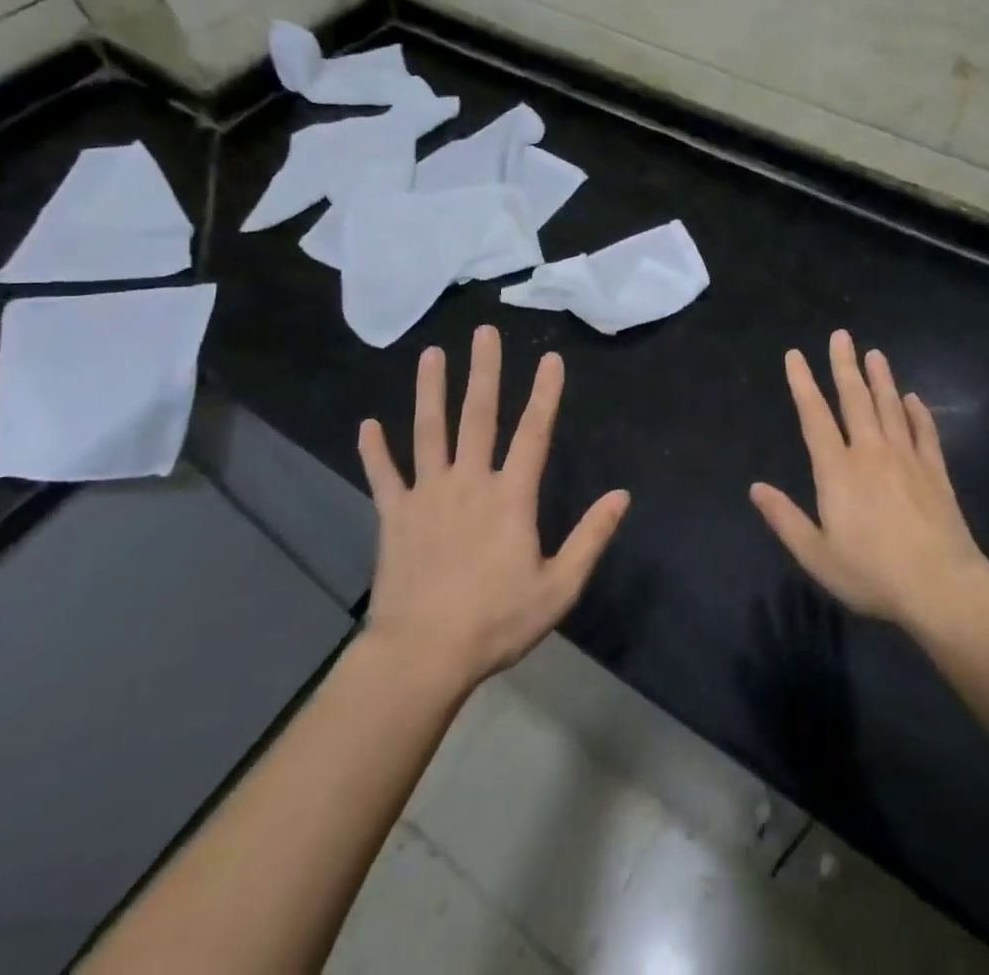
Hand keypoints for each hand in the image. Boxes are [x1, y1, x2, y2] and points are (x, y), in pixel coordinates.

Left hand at [358, 325, 629, 691]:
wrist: (422, 656)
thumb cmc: (496, 622)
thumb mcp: (558, 587)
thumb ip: (590, 538)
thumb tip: (622, 496)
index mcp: (510, 497)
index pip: (533, 433)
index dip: (545, 394)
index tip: (551, 358)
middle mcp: (468, 483)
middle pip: (477, 416)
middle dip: (484, 371)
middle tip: (484, 332)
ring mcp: (427, 496)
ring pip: (428, 432)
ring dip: (430, 390)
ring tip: (430, 354)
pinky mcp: (394, 516)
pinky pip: (383, 476)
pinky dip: (374, 451)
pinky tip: (367, 425)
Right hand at [751, 329, 987, 632]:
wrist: (942, 587)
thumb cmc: (872, 573)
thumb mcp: (816, 554)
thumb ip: (785, 518)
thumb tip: (755, 487)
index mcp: (838, 470)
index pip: (814, 416)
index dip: (803, 383)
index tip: (795, 355)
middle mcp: (871, 453)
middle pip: (855, 399)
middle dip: (844, 365)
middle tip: (841, 335)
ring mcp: (907, 459)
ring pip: (890, 407)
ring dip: (881, 379)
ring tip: (875, 353)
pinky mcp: (935, 472)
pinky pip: (924, 433)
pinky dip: (918, 413)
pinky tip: (914, 399)